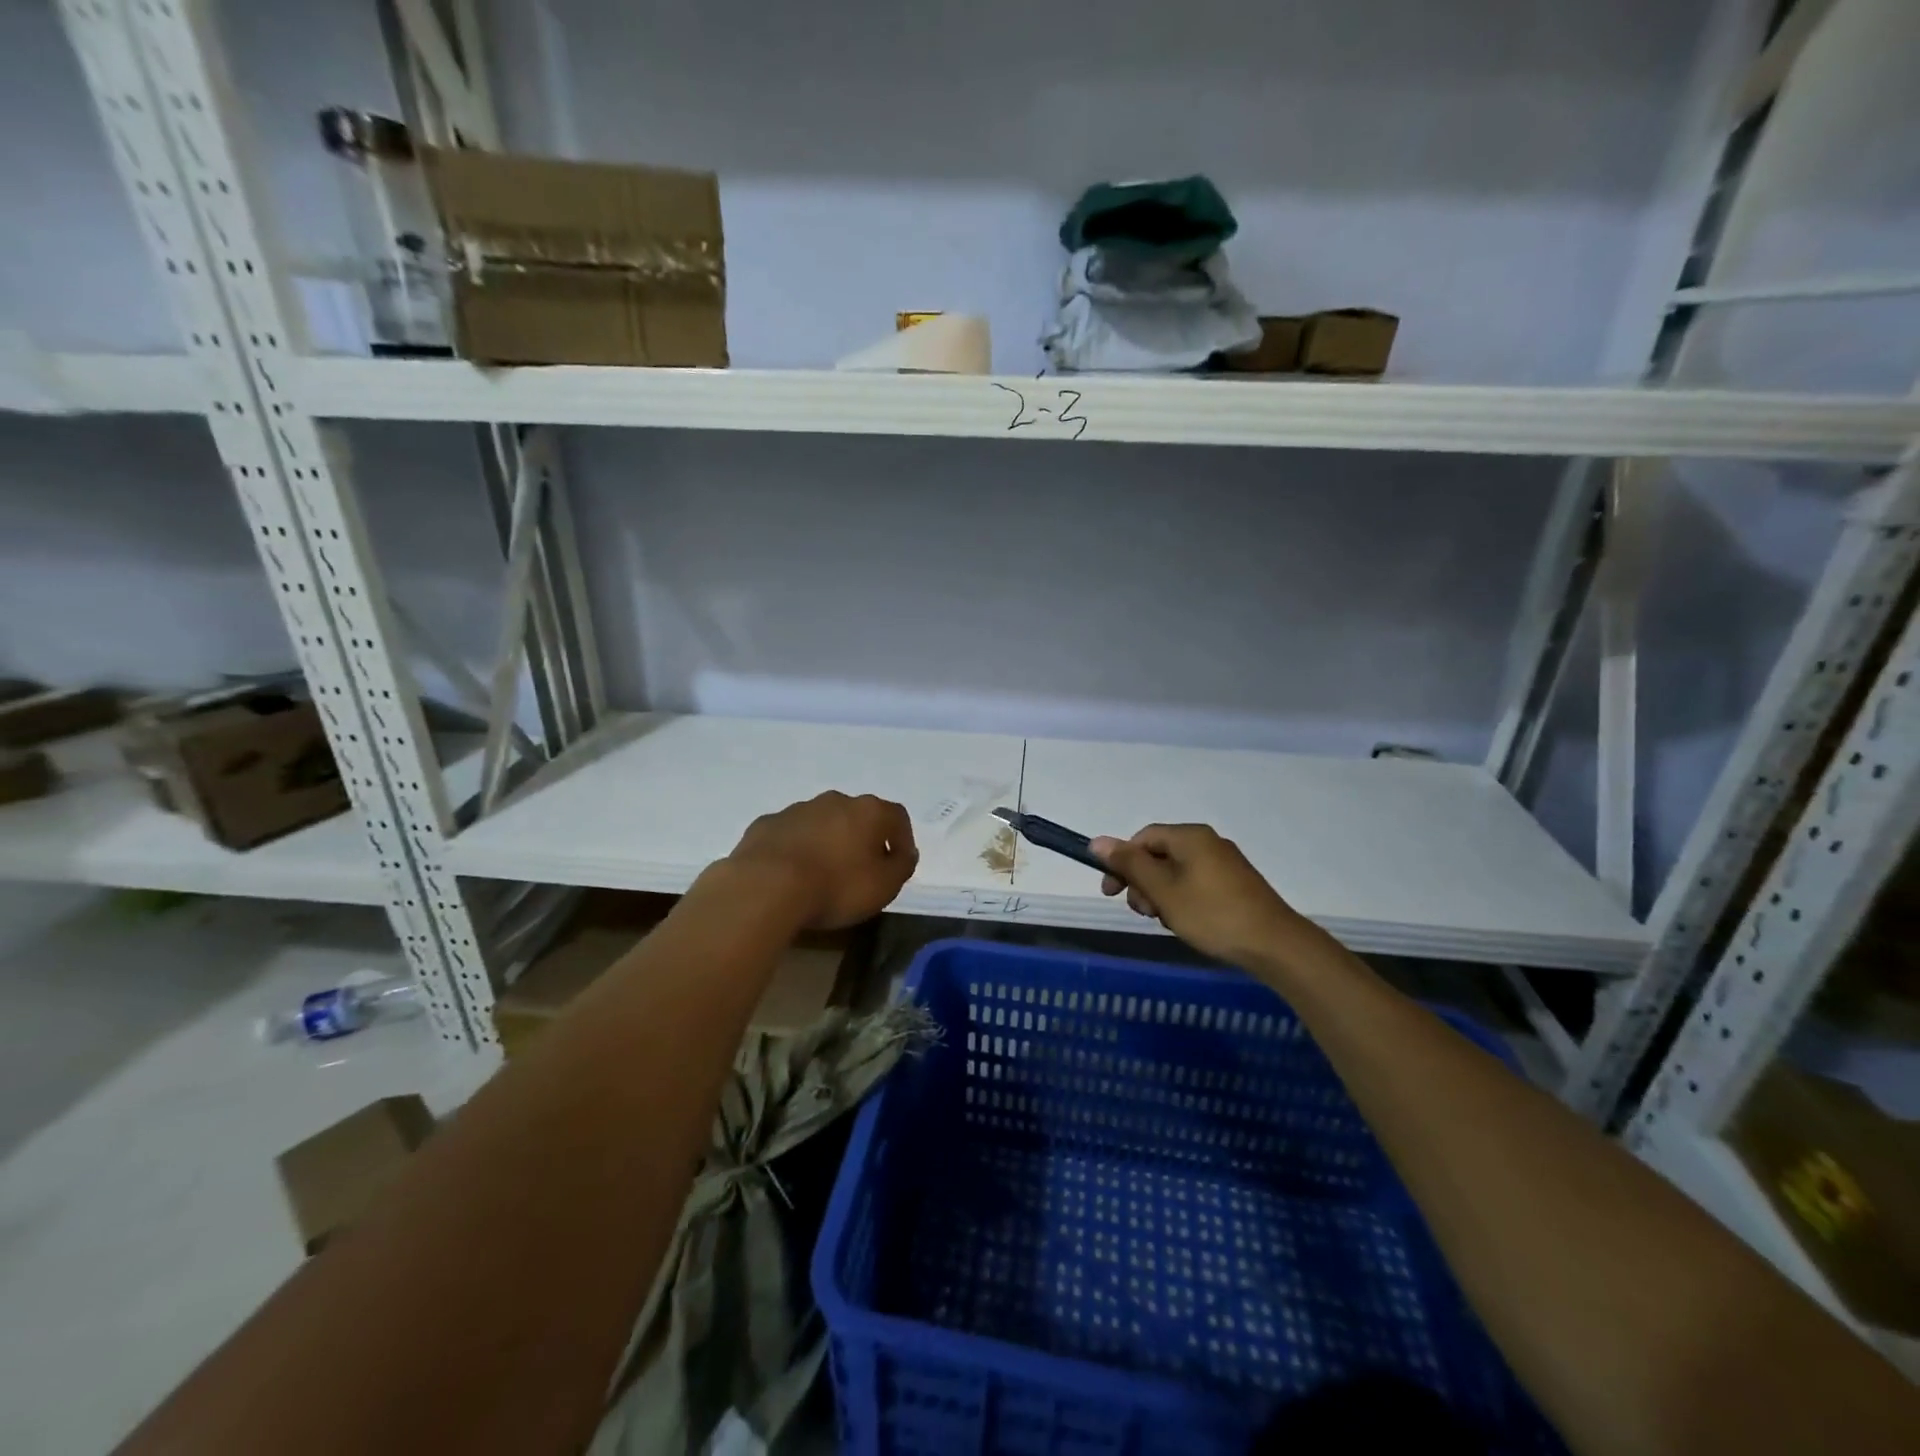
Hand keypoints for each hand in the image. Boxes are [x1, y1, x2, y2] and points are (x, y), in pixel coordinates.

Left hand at [728, 791, 918, 929]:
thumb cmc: (836, 886)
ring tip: (823, 874)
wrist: (766, 887)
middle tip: (861, 869)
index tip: (898, 863)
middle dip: (863, 838)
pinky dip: (796, 849)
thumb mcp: (884, 886)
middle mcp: (834, 801)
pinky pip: (790, 834)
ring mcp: (796, 810)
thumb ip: (901, 866)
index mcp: (868, 811)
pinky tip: (791, 875)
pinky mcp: (766, 824)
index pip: (897, 817)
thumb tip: (905, 853)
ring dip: (828, 841)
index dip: (902, 839)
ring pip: (822, 822)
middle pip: (857, 816)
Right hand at [1089, 823, 1314, 970]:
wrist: (1275, 945)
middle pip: (1159, 855)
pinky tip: (1186, 923)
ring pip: (1176, 872)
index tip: (1111, 893)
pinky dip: (1182, 900)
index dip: (1121, 863)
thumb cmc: (1212, 914)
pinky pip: (1195, 883)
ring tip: (1167, 922)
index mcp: (1190, 837)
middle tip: (1144, 913)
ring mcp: (1224, 863)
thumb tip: (1097, 841)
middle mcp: (1208, 842)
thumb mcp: (1163, 890)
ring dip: (1161, 895)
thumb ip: (1129, 864)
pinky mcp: (1235, 884)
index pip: (1142, 838)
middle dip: (1142, 883)